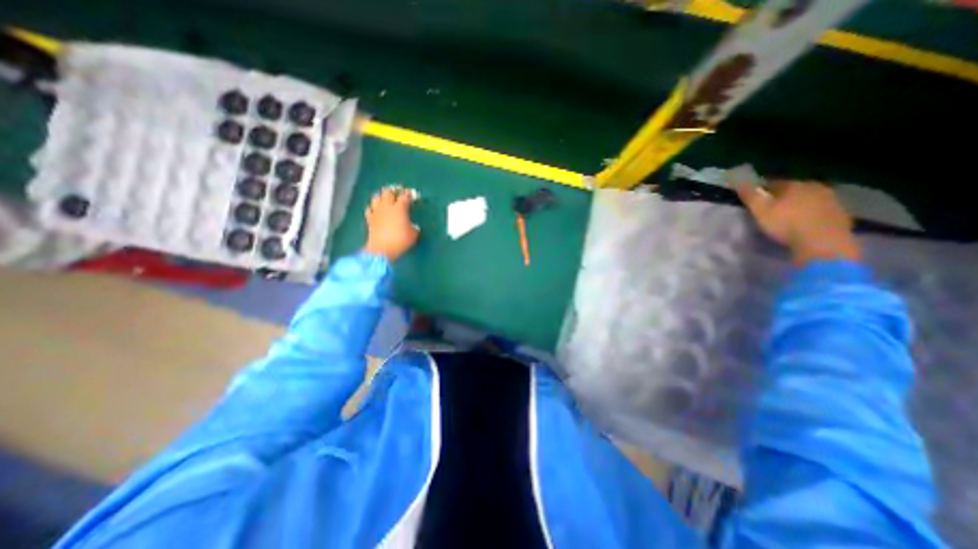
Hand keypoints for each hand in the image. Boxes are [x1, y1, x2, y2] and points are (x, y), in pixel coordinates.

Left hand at [359, 186, 416, 261]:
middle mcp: (387, 206)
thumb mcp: (413, 234)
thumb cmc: (400, 240)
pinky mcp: (369, 219)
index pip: (405, 196)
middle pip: (388, 192)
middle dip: (393, 191)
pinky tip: (377, 211)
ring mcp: (376, 212)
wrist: (381, 249)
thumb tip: (412, 226)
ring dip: (381, 197)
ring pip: (376, 197)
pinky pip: (370, 208)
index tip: (413, 195)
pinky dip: (373, 208)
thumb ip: (413, 227)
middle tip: (398, 194)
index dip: (409, 194)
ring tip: (386, 200)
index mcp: (399, 208)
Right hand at [738, 181, 856, 264]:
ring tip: (787, 215)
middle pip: (794, 189)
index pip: (773, 182)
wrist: (823, 242)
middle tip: (771, 207)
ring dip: (799, 204)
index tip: (754, 199)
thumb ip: (750, 196)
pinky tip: (805, 222)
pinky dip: (812, 213)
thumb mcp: (760, 210)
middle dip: (782, 196)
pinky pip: (821, 209)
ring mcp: (832, 199)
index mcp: (794, 184)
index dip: (762, 190)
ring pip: (809, 198)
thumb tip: (739, 181)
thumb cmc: (786, 224)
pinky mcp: (841, 213)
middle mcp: (815, 186)